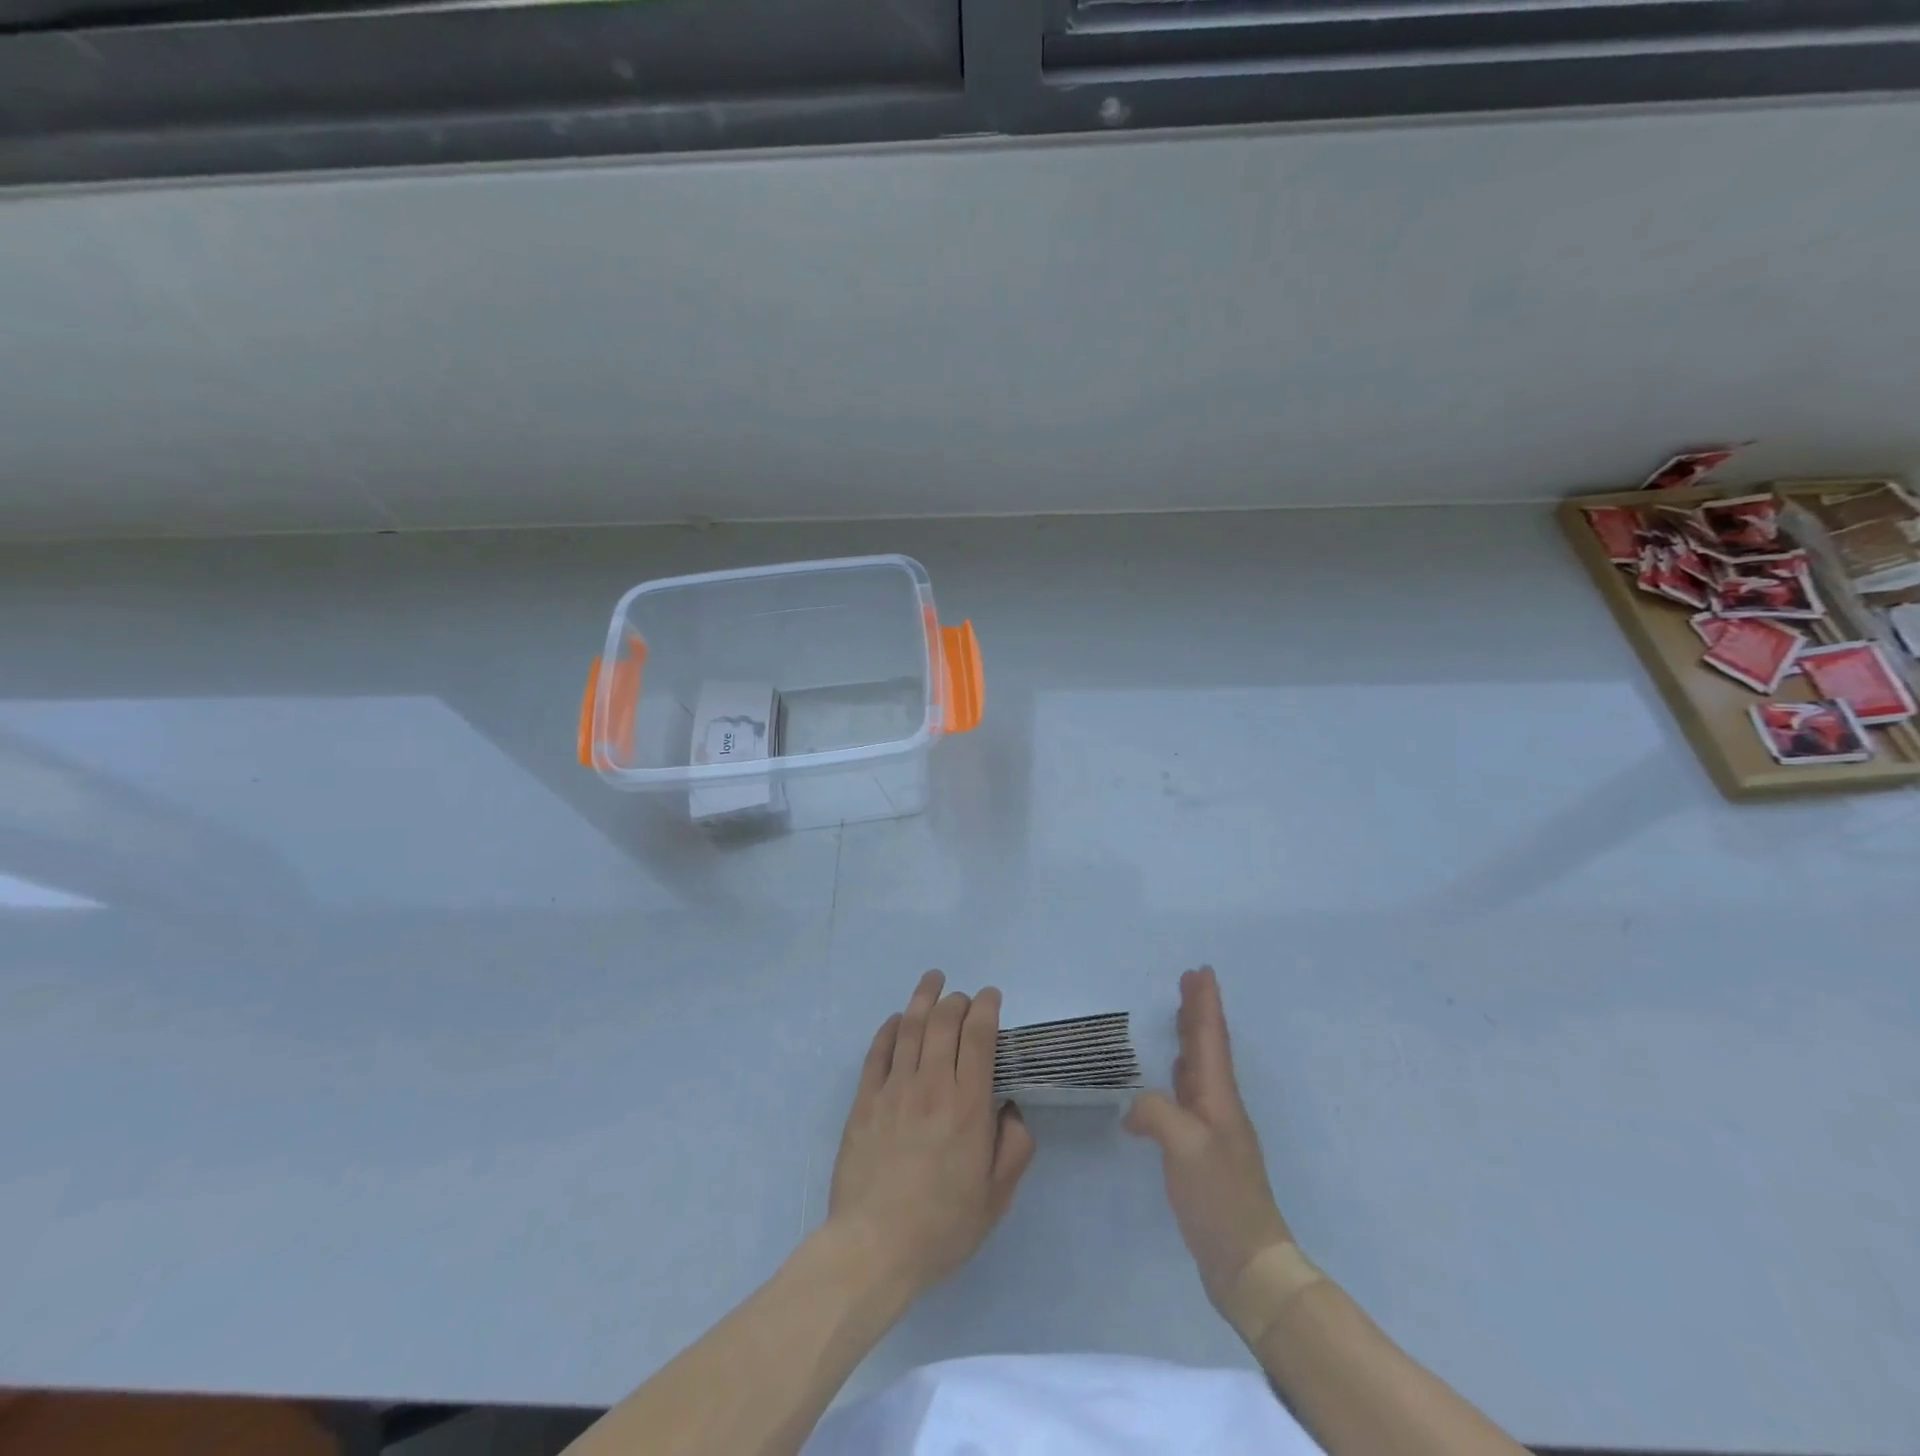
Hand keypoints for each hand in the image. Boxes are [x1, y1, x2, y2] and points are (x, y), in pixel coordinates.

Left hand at [828, 971, 1036, 1298]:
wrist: (873, 1247)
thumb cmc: (942, 1226)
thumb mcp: (996, 1197)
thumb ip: (1014, 1148)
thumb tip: (1011, 1109)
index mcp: (968, 1106)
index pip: (979, 1037)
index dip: (987, 1007)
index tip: (992, 996)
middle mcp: (931, 1086)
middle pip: (944, 1022)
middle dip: (958, 1000)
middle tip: (965, 997)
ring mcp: (893, 1089)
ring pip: (910, 1027)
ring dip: (923, 998)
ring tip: (933, 979)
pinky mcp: (864, 1101)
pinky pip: (878, 1052)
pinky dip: (889, 1028)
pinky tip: (896, 1019)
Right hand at [1125, 966, 1292, 1311]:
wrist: (1249, 1265)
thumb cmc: (1220, 1198)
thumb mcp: (1184, 1147)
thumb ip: (1156, 1113)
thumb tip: (1135, 1110)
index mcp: (1219, 1099)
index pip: (1211, 1039)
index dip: (1205, 1004)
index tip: (1201, 971)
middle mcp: (1219, 1107)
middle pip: (1208, 1048)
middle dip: (1199, 1012)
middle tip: (1189, 981)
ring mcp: (1213, 1131)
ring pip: (1200, 1070)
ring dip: (1191, 1039)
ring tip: (1180, 1016)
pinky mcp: (1202, 1154)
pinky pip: (1189, 1096)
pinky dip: (1180, 1074)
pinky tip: (1171, 1078)